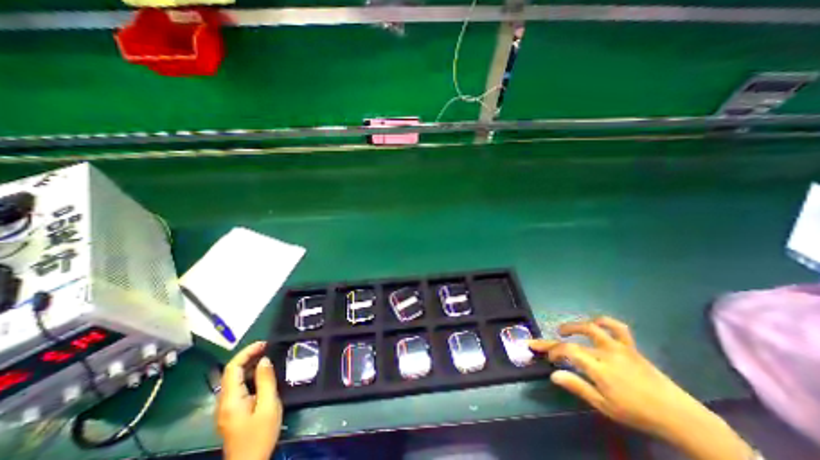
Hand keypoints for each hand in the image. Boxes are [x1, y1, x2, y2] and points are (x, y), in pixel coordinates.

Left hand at [215, 341, 284, 458]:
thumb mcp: (268, 405)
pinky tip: (263, 375)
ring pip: (234, 379)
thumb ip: (266, 380)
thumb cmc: (260, 435)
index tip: (264, 343)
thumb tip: (265, 360)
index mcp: (231, 400)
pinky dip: (250, 376)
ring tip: (268, 357)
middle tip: (268, 347)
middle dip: (248, 356)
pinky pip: (238, 387)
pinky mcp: (232, 412)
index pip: (232, 368)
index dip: (247, 352)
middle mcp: (223, 402)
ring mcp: (226, 408)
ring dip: (250, 365)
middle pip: (231, 372)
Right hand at [529, 317, 750, 459]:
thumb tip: (553, 374)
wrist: (679, 416)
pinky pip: (617, 327)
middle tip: (543, 343)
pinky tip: (595, 323)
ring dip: (574, 326)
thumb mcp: (605, 406)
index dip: (554, 351)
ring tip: (563, 330)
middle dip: (555, 341)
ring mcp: (620, 347)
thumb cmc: (638, 413)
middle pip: (575, 341)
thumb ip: (578, 387)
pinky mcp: (631, 347)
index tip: (549, 358)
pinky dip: (604, 321)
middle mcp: (607, 353)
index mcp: (600, 369)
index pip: (569, 351)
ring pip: (592, 327)